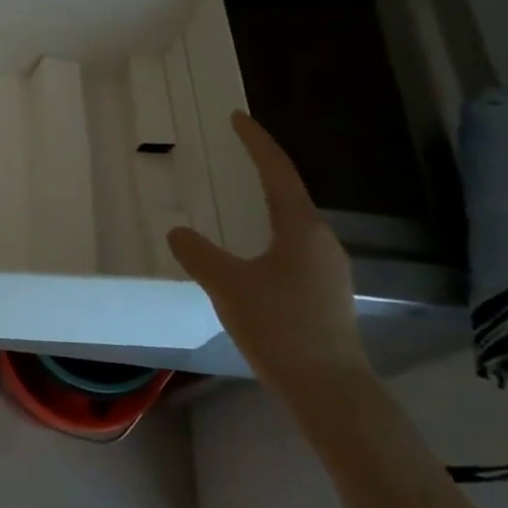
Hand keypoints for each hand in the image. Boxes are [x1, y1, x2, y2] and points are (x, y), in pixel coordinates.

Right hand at [168, 111, 371, 405]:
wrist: (328, 389)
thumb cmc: (279, 326)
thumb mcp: (227, 285)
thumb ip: (198, 253)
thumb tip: (179, 231)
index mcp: (300, 228)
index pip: (277, 172)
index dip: (256, 142)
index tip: (237, 118)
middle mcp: (321, 241)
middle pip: (289, 195)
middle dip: (262, 172)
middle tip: (234, 157)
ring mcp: (328, 269)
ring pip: (292, 225)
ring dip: (267, 207)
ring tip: (240, 202)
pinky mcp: (325, 294)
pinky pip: (293, 249)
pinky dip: (270, 236)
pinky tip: (254, 256)